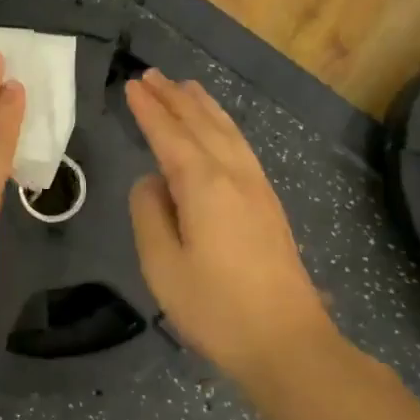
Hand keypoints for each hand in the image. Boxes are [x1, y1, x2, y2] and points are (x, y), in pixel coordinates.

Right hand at [125, 70, 335, 382]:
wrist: (288, 343)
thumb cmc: (216, 308)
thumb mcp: (162, 265)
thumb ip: (149, 213)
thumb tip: (151, 182)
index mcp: (204, 185)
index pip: (169, 135)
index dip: (149, 110)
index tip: (131, 86)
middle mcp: (234, 175)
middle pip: (201, 124)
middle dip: (174, 98)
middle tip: (151, 75)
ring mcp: (257, 188)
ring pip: (227, 132)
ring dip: (203, 107)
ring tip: (185, 87)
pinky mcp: (269, 205)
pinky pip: (241, 147)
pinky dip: (224, 127)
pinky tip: (220, 130)